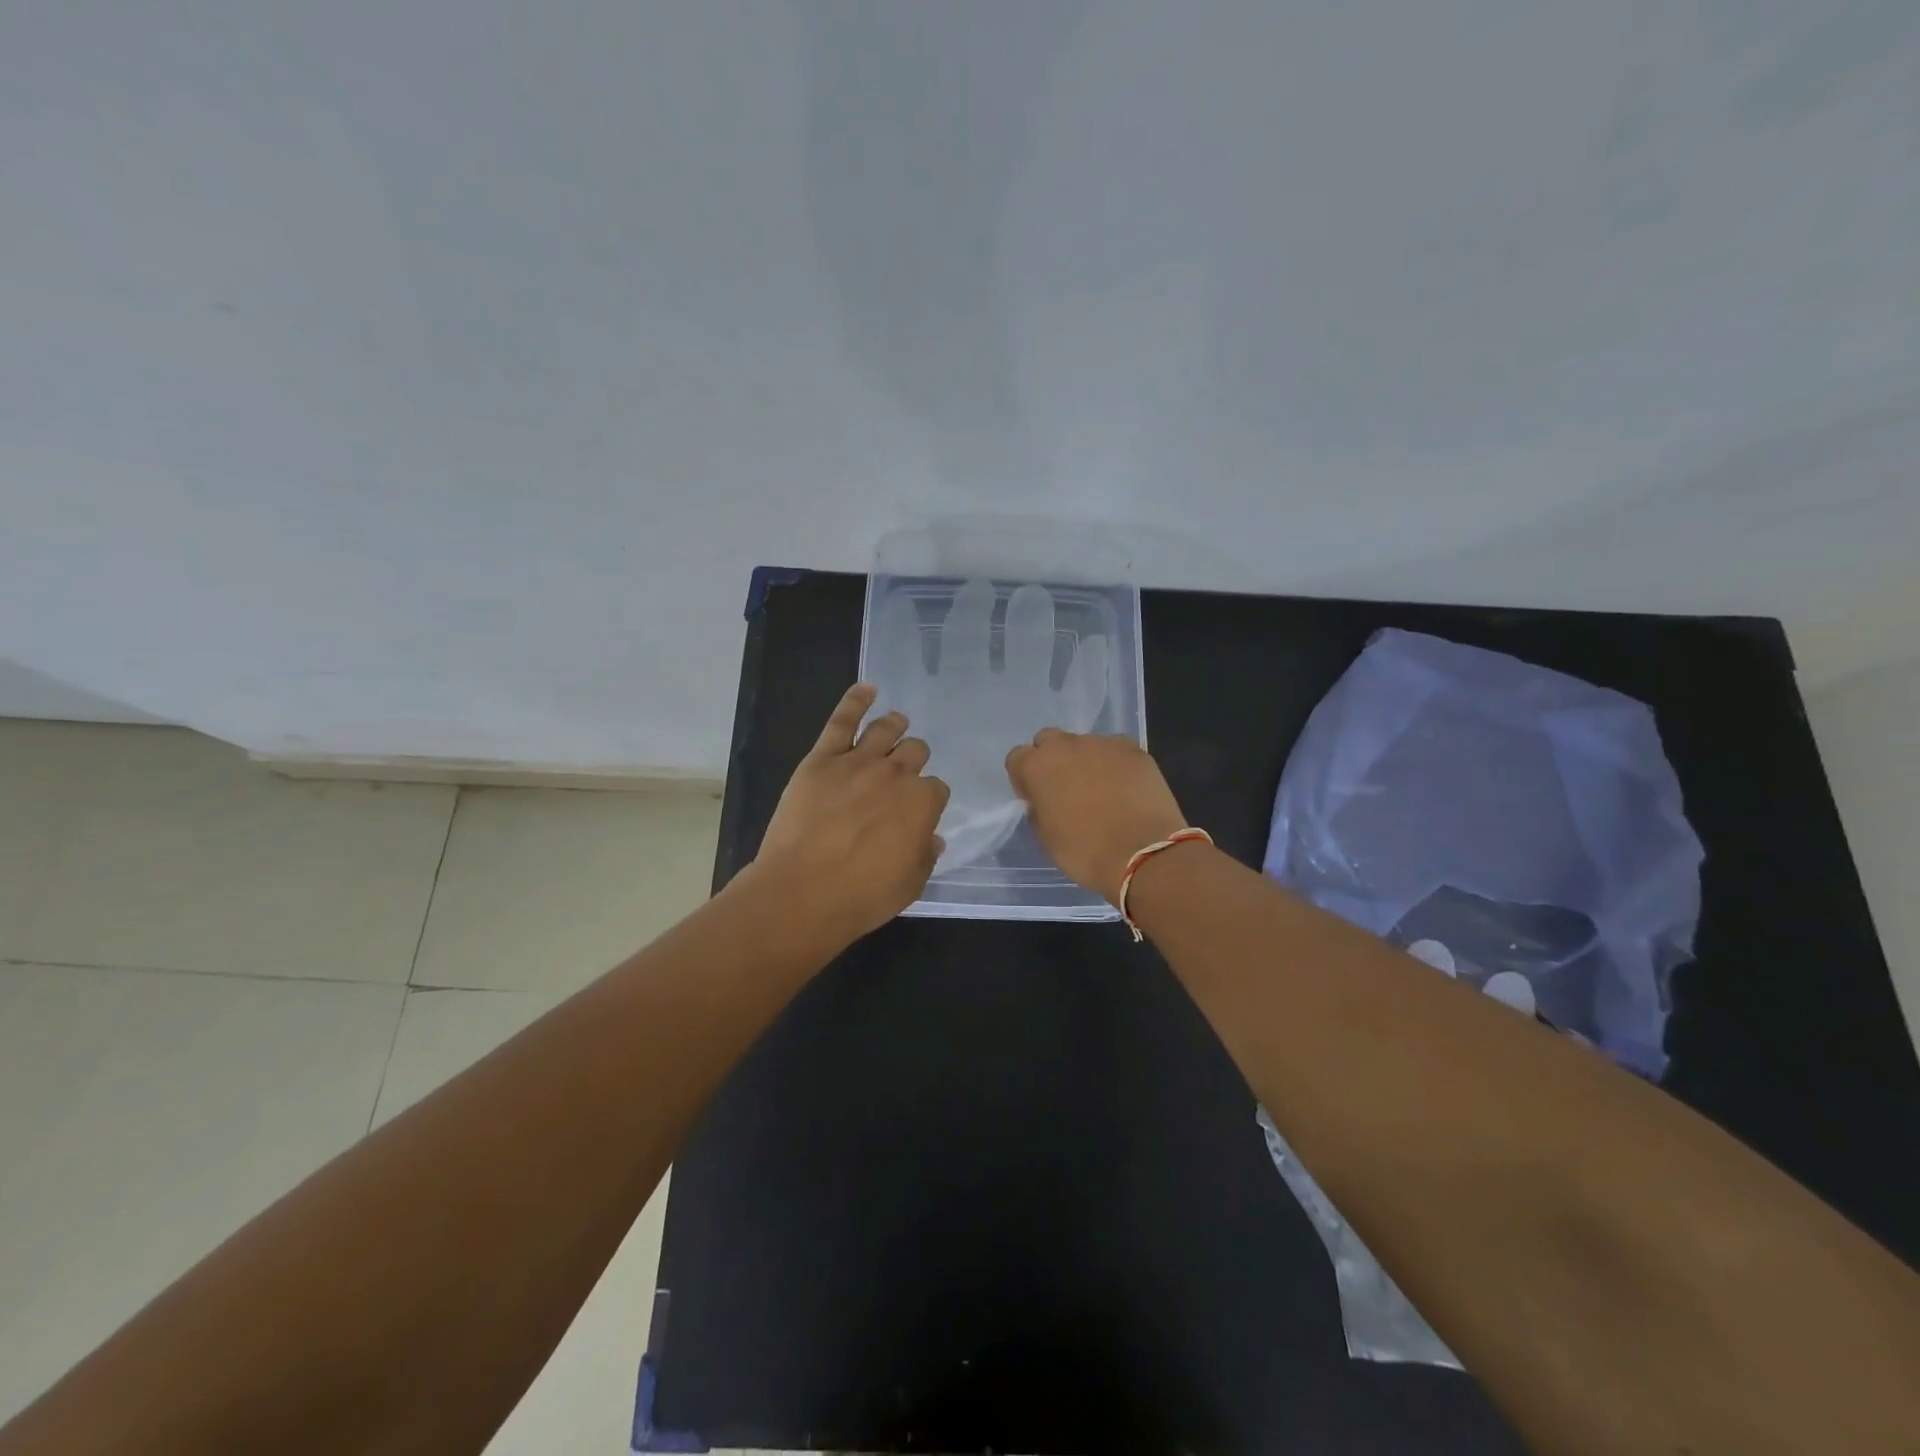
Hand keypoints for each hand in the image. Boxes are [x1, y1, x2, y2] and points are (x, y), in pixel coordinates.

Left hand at [748, 684, 949, 942]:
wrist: (802, 892)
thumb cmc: (861, 896)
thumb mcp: (910, 885)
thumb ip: (925, 855)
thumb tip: (931, 837)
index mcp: (922, 803)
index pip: (936, 789)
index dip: (928, 800)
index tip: (917, 812)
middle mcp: (896, 774)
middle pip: (915, 752)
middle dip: (913, 760)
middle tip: (903, 772)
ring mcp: (858, 762)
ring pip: (885, 729)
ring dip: (895, 725)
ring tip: (896, 724)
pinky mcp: (822, 759)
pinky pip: (842, 720)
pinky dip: (856, 700)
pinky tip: (866, 688)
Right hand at [1005, 729, 1188, 904]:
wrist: (1143, 854)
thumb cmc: (1085, 852)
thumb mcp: (1046, 839)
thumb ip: (1039, 810)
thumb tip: (1045, 801)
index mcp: (1037, 766)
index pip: (1017, 758)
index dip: (1024, 778)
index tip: (1035, 798)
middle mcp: (1066, 746)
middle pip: (1049, 740)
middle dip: (1052, 760)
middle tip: (1065, 789)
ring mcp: (1103, 744)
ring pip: (1085, 745)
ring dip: (1085, 761)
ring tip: (1101, 791)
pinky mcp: (1134, 749)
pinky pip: (1115, 751)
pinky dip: (1115, 765)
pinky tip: (1125, 789)